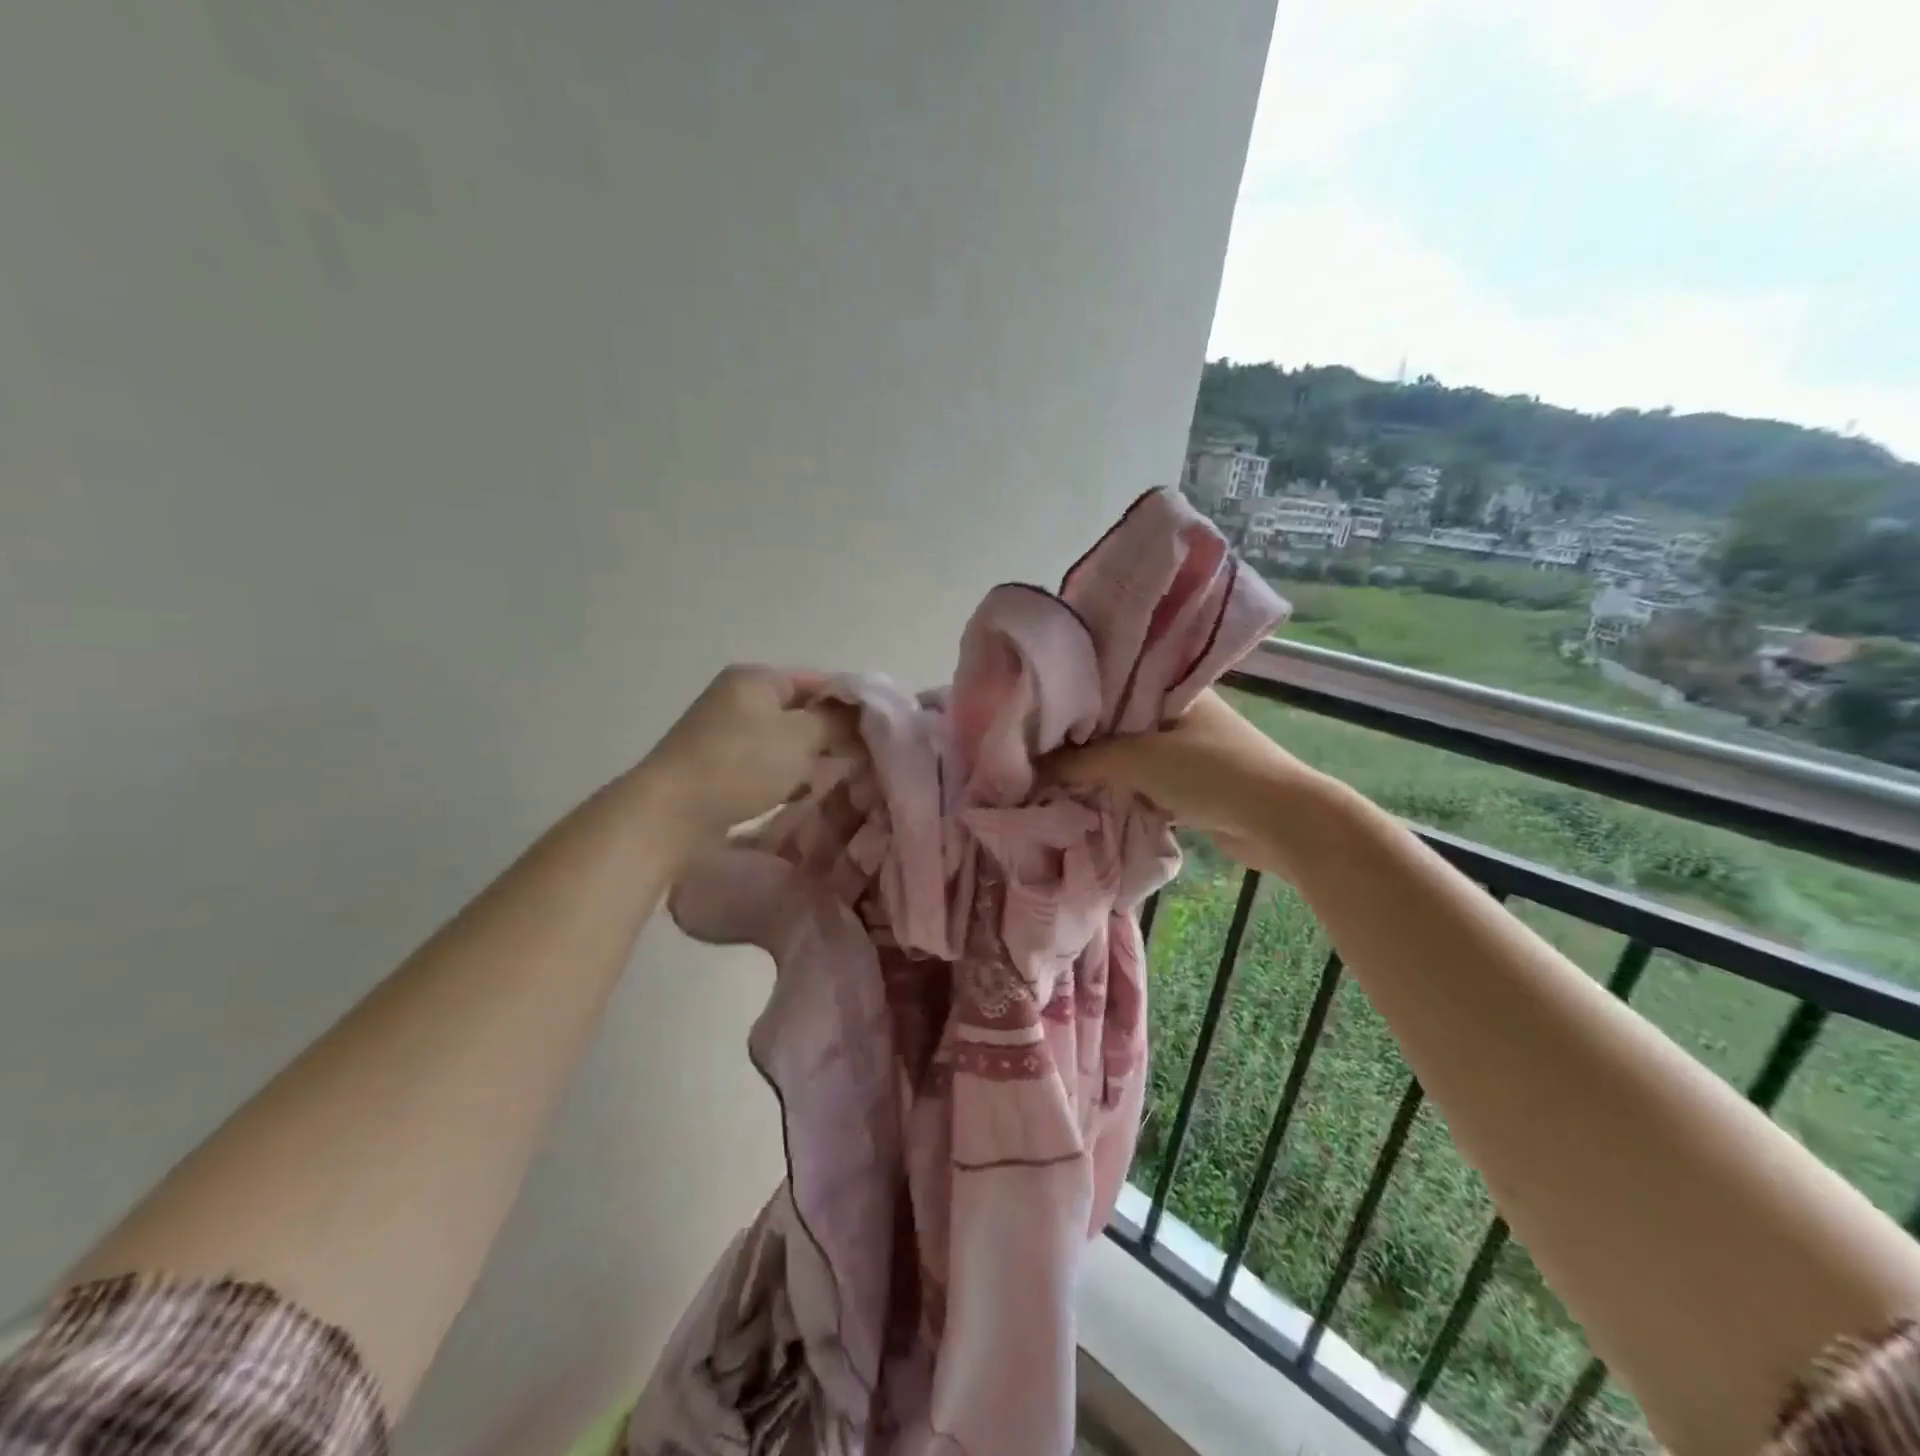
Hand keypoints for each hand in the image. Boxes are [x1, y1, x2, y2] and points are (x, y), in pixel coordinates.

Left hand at [635, 665, 855, 847]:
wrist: (670, 813)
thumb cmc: (740, 764)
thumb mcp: (800, 736)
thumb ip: (836, 721)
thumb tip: (862, 714)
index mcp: (755, 679)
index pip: (817, 680)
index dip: (849, 703)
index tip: (876, 730)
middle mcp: (738, 699)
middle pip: (800, 711)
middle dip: (831, 734)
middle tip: (862, 758)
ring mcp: (725, 734)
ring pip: (784, 741)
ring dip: (810, 759)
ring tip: (838, 779)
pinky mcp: (718, 767)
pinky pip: (765, 765)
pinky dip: (786, 777)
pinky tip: (803, 795)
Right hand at [1048, 690, 1329, 874]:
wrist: (1279, 821)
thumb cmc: (1209, 772)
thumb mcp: (1136, 760)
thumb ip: (1080, 762)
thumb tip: (1031, 769)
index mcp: (1172, 687)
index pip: (1113, 680)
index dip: (1075, 693)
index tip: (1036, 706)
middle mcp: (1179, 711)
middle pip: (1116, 720)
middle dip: (1082, 735)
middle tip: (1035, 743)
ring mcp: (1186, 748)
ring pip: (1128, 753)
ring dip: (1099, 766)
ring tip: (1049, 769)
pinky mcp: (1189, 783)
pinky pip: (1142, 780)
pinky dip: (1118, 788)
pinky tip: (1084, 793)